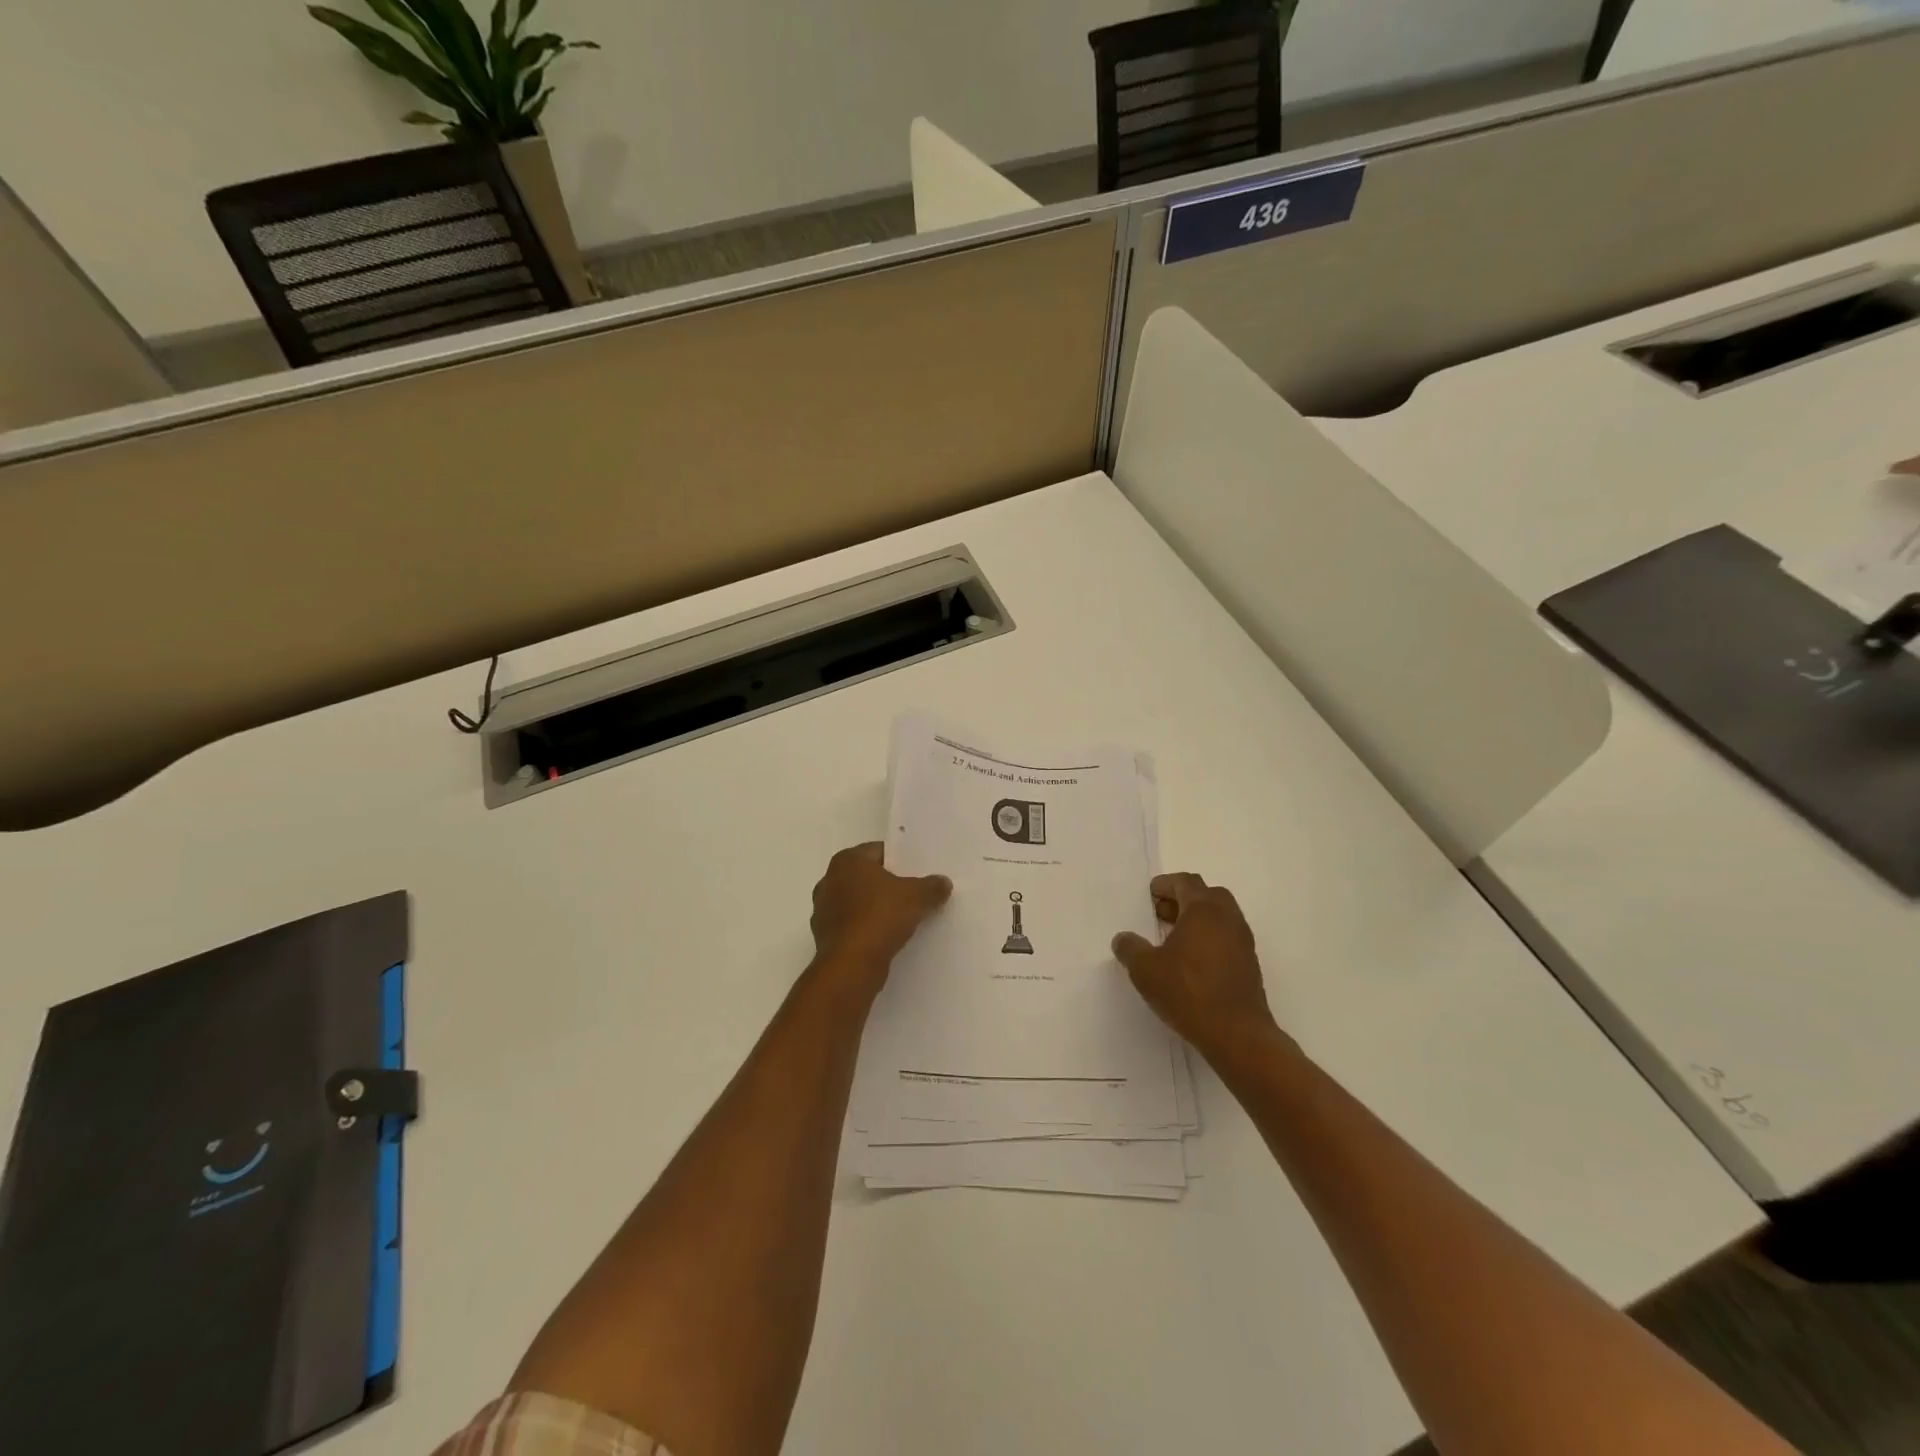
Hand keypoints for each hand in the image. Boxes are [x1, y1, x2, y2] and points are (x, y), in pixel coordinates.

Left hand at [808, 843, 950, 998]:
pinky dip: (868, 929)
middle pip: (867, 877)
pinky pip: (853, 925)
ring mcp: (824, 910)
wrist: (851, 965)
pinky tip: (887, 938)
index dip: (901, 860)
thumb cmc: (881, 917)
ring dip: (877, 908)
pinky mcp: (825, 936)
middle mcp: (829, 880)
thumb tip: (943, 882)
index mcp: (847, 860)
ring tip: (904, 918)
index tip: (919, 873)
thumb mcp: (917, 897)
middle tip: (915, 894)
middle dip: (889, 885)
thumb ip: (932, 886)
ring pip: (859, 902)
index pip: (879, 851)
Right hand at [1112, 873, 1286, 1068]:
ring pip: (1219, 917)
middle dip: (1182, 899)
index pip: (1185, 882)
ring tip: (1173, 939)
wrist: (1237, 1034)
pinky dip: (1209, 938)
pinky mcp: (1250, 964)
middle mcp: (1228, 918)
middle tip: (1161, 914)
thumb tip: (1124, 938)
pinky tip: (1191, 962)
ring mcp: (1243, 941)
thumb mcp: (1145, 970)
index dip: (1165, 885)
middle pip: (1206, 894)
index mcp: (1204, 909)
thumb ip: (1130, 948)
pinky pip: (1227, 938)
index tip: (1150, 896)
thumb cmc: (1188, 992)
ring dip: (1197, 920)